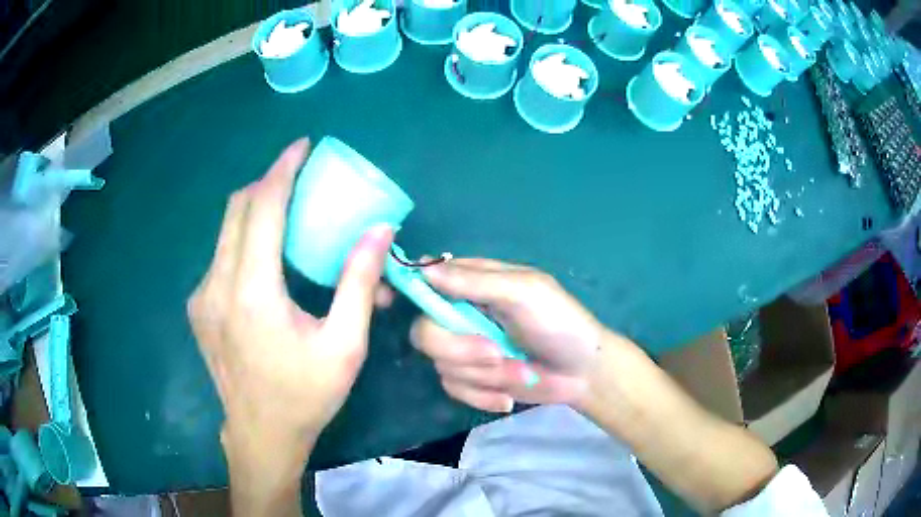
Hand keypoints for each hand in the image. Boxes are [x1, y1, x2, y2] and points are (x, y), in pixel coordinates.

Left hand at [187, 139, 393, 455]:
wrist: (260, 434)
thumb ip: (359, 283)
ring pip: (225, 231)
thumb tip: (379, 231)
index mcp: (253, 294)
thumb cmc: (306, 395)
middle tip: (299, 177)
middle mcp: (217, 286)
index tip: (302, 146)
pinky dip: (244, 239)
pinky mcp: (199, 306)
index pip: (262, 209)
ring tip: (287, 213)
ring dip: (255, 210)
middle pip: (237, 210)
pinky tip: (266, 258)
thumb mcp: (344, 346)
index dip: (282, 171)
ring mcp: (202, 296)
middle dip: (267, 183)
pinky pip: (221, 255)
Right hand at [411, 259, 605, 412]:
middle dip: (460, 350)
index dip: (421, 297)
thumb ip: (476, 282)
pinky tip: (507, 397)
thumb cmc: (559, 324)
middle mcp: (462, 315)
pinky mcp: (471, 380)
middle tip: (495, 354)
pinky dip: (482, 396)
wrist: (581, 374)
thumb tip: (426, 268)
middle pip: (425, 331)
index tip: (437, 316)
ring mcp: (465, 350)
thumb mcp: (524, 294)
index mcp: (473, 284)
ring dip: (484, 375)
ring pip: (441, 364)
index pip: (428, 283)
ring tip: (519, 372)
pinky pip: (454, 389)